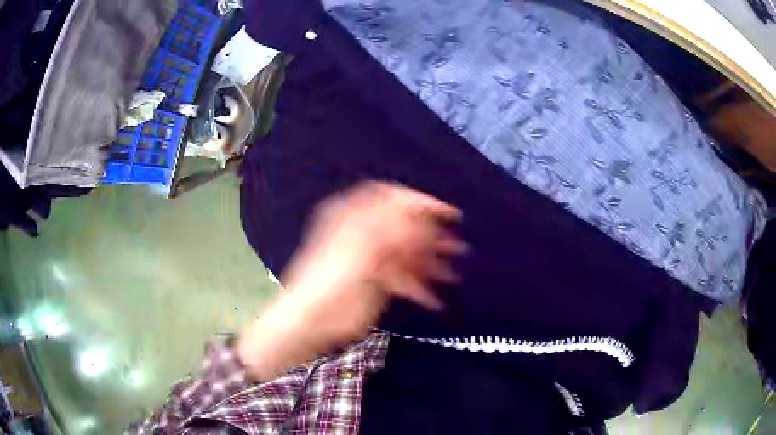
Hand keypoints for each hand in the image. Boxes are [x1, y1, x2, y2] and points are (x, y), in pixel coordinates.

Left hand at [237, 182, 465, 379]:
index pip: (392, 198)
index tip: (448, 212)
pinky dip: (418, 287)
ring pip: (408, 254)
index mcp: (354, 216)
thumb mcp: (361, 247)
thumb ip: (393, 229)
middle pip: (405, 227)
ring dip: (430, 264)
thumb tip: (421, 219)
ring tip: (451, 275)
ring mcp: (371, 258)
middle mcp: (365, 232)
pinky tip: (433, 300)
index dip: (420, 202)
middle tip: (456, 247)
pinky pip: (404, 279)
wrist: (312, 319)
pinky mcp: (377, 281)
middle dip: (432, 237)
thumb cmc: (330, 279)